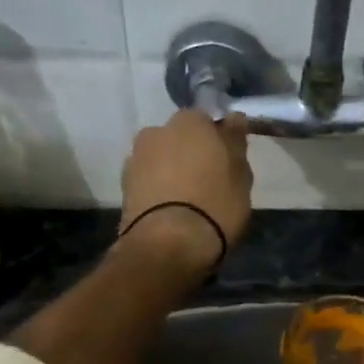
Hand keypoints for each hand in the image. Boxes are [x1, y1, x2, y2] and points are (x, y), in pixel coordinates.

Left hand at [117, 111, 253, 274]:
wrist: (168, 245)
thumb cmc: (215, 204)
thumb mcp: (240, 175)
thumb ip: (235, 143)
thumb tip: (234, 118)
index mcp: (189, 122)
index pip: (206, 121)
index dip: (217, 141)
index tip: (227, 163)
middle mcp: (156, 132)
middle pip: (178, 139)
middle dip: (191, 154)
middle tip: (209, 182)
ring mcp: (135, 159)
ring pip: (161, 160)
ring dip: (172, 172)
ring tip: (188, 201)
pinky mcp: (123, 188)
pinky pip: (148, 181)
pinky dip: (158, 190)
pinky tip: (171, 210)